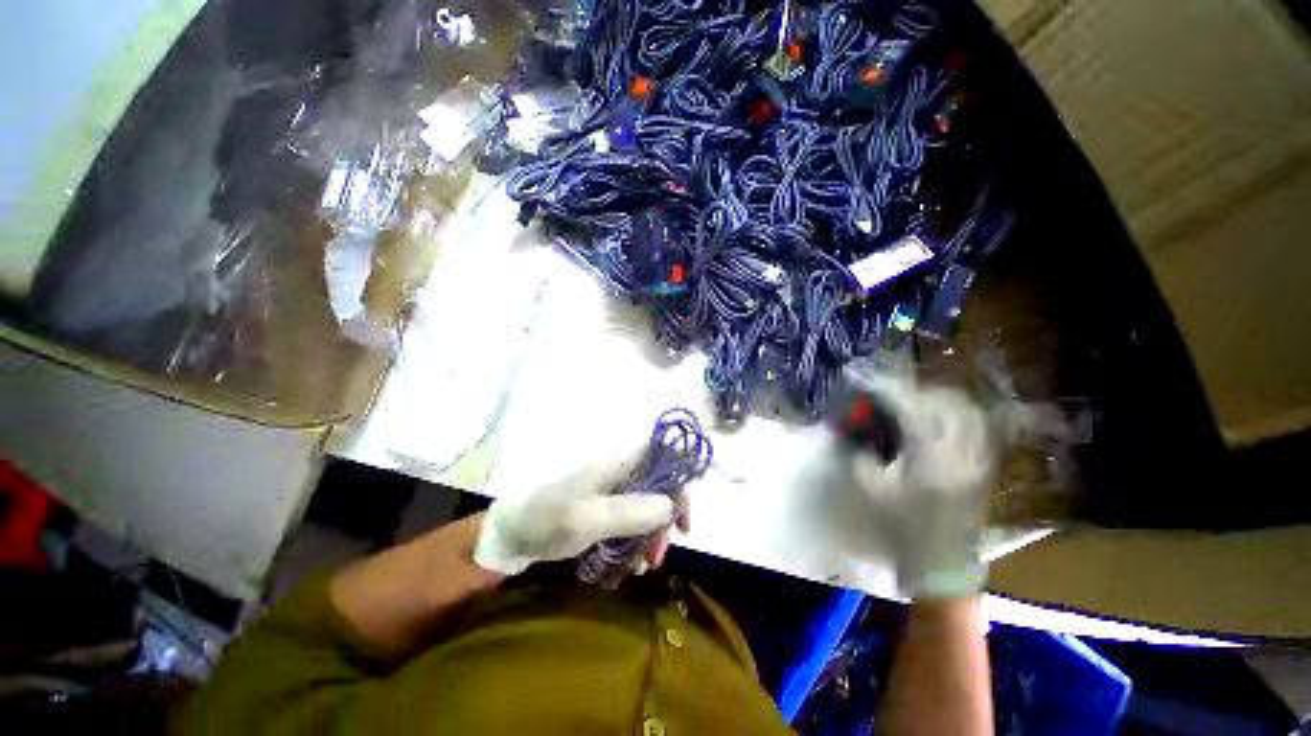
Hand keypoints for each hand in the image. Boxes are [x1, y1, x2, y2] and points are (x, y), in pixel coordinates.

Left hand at [473, 451, 687, 575]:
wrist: (512, 535)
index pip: (660, 453)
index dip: (678, 476)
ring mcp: (611, 489)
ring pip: (646, 504)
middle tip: (660, 554)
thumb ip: (629, 512)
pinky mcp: (604, 506)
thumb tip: (670, 505)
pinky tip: (630, 565)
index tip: (681, 514)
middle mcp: (618, 470)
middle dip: (664, 518)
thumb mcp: (587, 519)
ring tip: (645, 567)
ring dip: (650, 535)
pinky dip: (635, 540)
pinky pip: (630, 519)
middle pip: (657, 483)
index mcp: (615, 463)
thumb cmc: (547, 521)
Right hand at [845, 368, 998, 599]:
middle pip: (946, 404)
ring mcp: (978, 459)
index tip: (867, 381)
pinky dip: (955, 414)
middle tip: (890, 392)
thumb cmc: (903, 527)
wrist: (942, 563)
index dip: (887, 391)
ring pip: (967, 412)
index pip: (911, 411)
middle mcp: (961, 454)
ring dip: (938, 399)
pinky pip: (976, 428)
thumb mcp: (872, 490)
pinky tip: (937, 417)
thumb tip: (859, 431)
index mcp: (931, 461)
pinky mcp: (983, 466)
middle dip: (914, 390)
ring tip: (914, 401)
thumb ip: (863, 454)